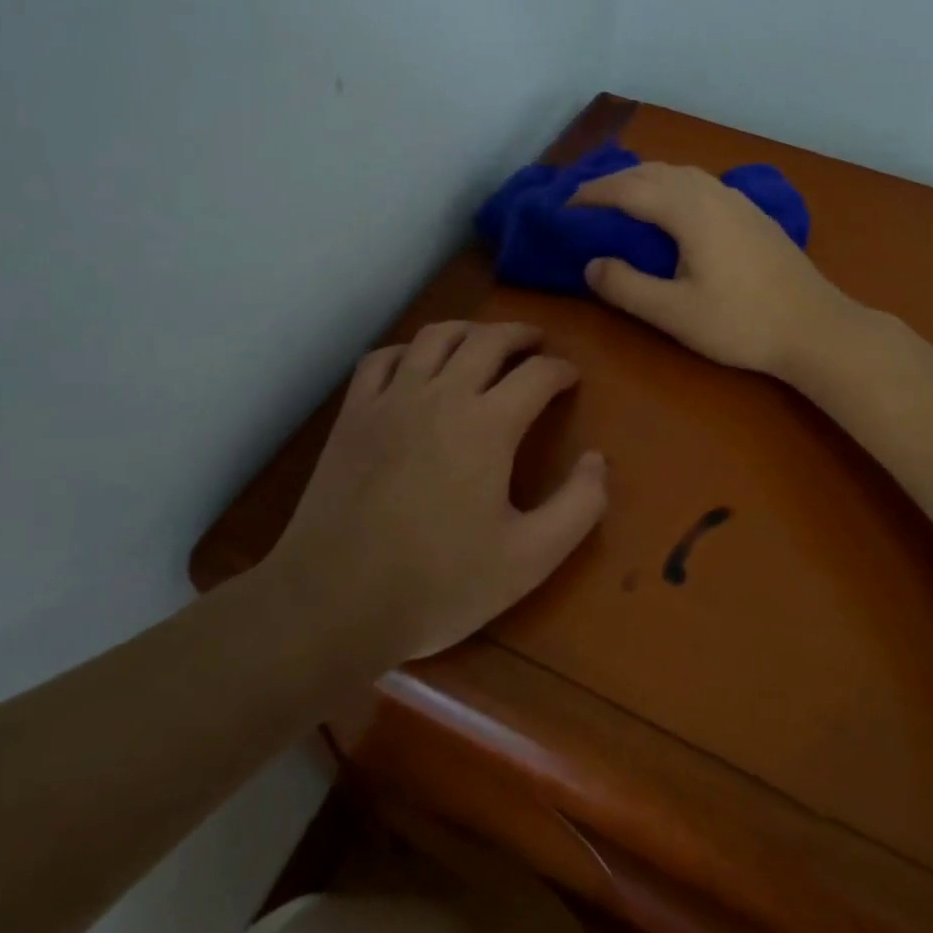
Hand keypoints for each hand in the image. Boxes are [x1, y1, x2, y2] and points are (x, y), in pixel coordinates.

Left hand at [266, 321, 606, 662]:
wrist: (335, 602)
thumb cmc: (439, 584)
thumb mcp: (528, 560)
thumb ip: (578, 507)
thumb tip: (597, 460)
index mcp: (488, 425)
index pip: (537, 374)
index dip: (561, 370)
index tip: (571, 377)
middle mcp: (442, 396)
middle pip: (488, 339)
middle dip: (520, 334)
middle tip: (537, 342)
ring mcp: (391, 400)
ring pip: (435, 337)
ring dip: (468, 330)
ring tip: (484, 340)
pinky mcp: (353, 414)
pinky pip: (383, 359)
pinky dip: (408, 350)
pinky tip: (417, 364)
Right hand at [571, 162, 852, 378]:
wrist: (816, 328)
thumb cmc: (742, 323)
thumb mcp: (674, 313)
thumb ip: (626, 287)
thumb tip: (591, 264)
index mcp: (689, 211)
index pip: (628, 190)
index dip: (593, 195)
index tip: (564, 207)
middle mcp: (712, 193)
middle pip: (653, 172)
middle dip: (614, 181)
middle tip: (585, 204)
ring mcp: (737, 200)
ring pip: (679, 173)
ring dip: (644, 179)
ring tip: (620, 200)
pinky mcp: (752, 213)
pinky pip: (699, 183)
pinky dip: (670, 185)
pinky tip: (671, 209)